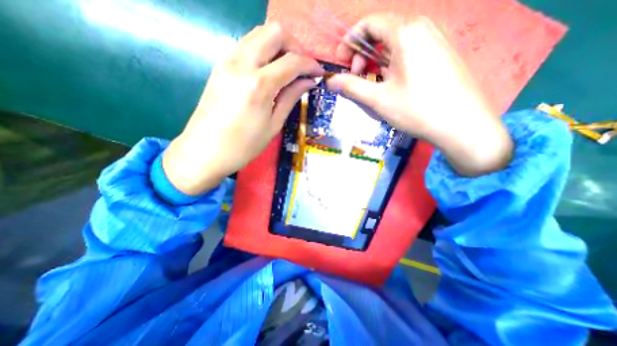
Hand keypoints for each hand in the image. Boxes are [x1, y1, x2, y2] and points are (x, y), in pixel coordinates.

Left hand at [163, 23, 326, 195]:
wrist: (205, 151)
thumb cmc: (244, 145)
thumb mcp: (273, 125)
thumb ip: (291, 97)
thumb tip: (308, 82)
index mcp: (259, 85)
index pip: (292, 61)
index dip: (310, 64)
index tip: (319, 73)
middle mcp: (242, 64)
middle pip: (274, 32)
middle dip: (294, 46)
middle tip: (301, 68)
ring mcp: (227, 61)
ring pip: (259, 34)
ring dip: (279, 47)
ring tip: (287, 70)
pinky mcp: (220, 65)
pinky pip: (247, 45)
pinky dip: (264, 52)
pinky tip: (269, 72)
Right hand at [324, 14, 513, 174]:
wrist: (461, 125)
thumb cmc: (416, 110)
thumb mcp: (378, 99)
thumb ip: (351, 87)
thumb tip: (330, 82)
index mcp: (405, 33)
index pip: (369, 23)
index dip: (349, 41)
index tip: (341, 62)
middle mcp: (422, 28)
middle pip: (381, 32)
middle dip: (362, 54)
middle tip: (357, 78)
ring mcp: (434, 39)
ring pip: (394, 43)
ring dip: (376, 61)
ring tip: (373, 83)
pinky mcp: (440, 53)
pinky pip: (408, 51)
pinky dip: (392, 64)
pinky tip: (391, 84)